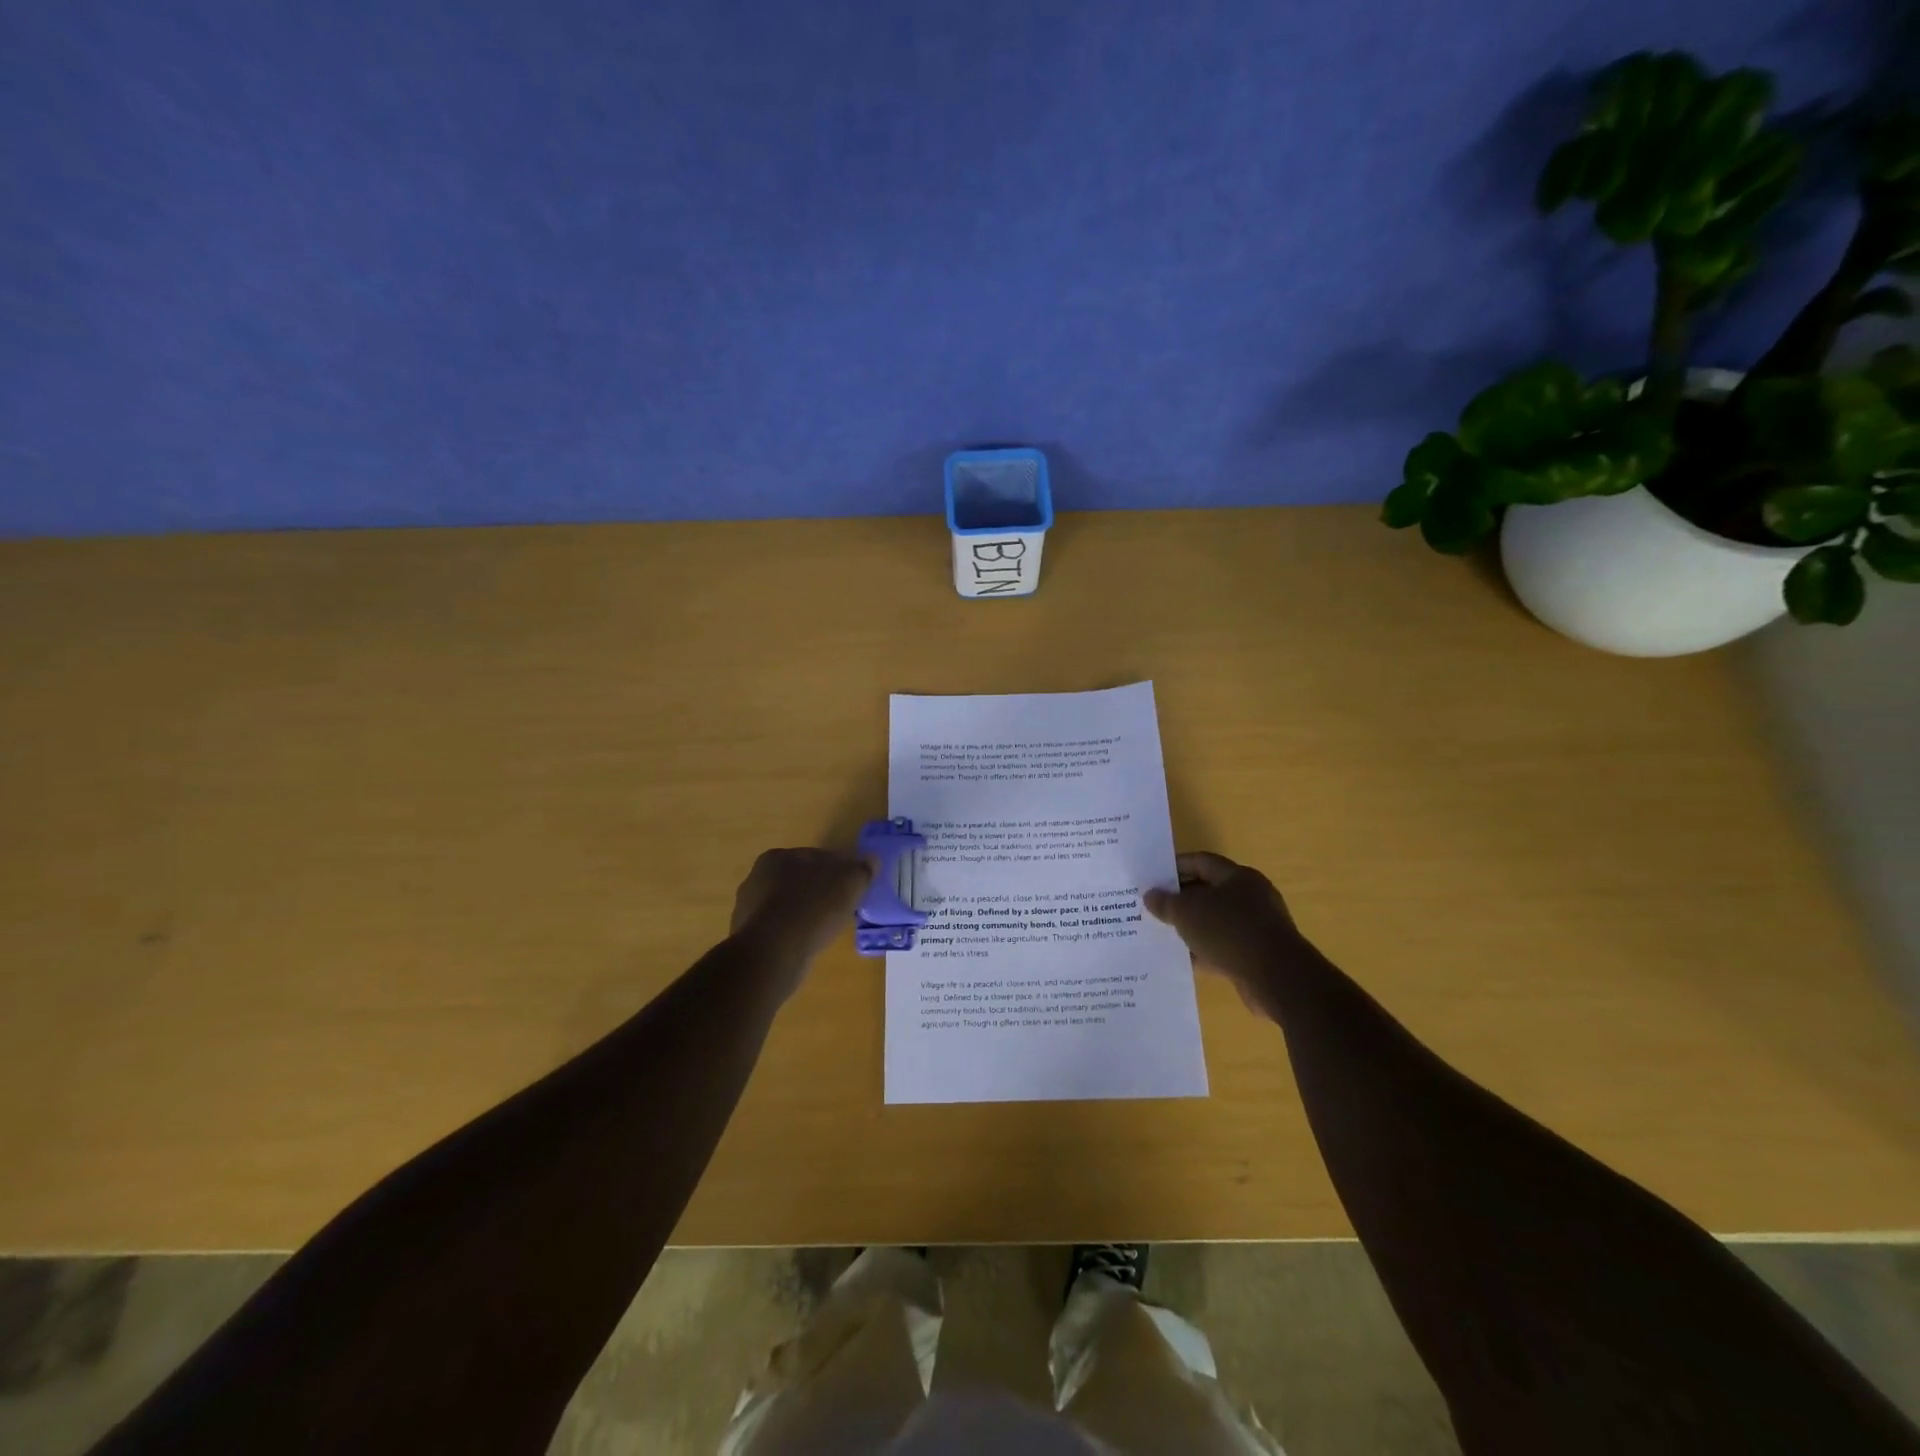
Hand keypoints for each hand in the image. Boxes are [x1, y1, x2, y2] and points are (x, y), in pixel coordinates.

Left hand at [729, 848, 873, 983]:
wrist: (774, 953)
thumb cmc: (812, 907)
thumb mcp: (849, 883)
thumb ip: (862, 869)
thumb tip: (872, 861)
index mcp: (777, 857)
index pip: (814, 857)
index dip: (837, 869)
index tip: (852, 885)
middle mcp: (756, 878)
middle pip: (798, 881)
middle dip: (818, 891)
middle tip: (841, 907)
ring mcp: (748, 910)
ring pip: (786, 906)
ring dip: (804, 914)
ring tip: (826, 929)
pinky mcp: (747, 939)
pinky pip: (778, 931)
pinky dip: (792, 935)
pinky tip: (807, 944)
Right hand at [1143, 852, 1308, 1009]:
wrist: (1276, 978)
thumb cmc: (1229, 931)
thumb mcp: (1187, 912)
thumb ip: (1166, 902)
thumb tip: (1151, 895)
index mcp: (1238, 877)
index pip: (1202, 862)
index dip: (1175, 867)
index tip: (1152, 878)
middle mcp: (1251, 897)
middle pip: (1209, 891)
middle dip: (1181, 900)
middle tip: (1154, 907)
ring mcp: (1257, 927)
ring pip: (1216, 922)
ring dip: (1192, 928)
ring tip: (1164, 933)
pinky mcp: (1258, 955)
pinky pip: (1224, 947)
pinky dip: (1205, 951)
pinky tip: (1184, 960)